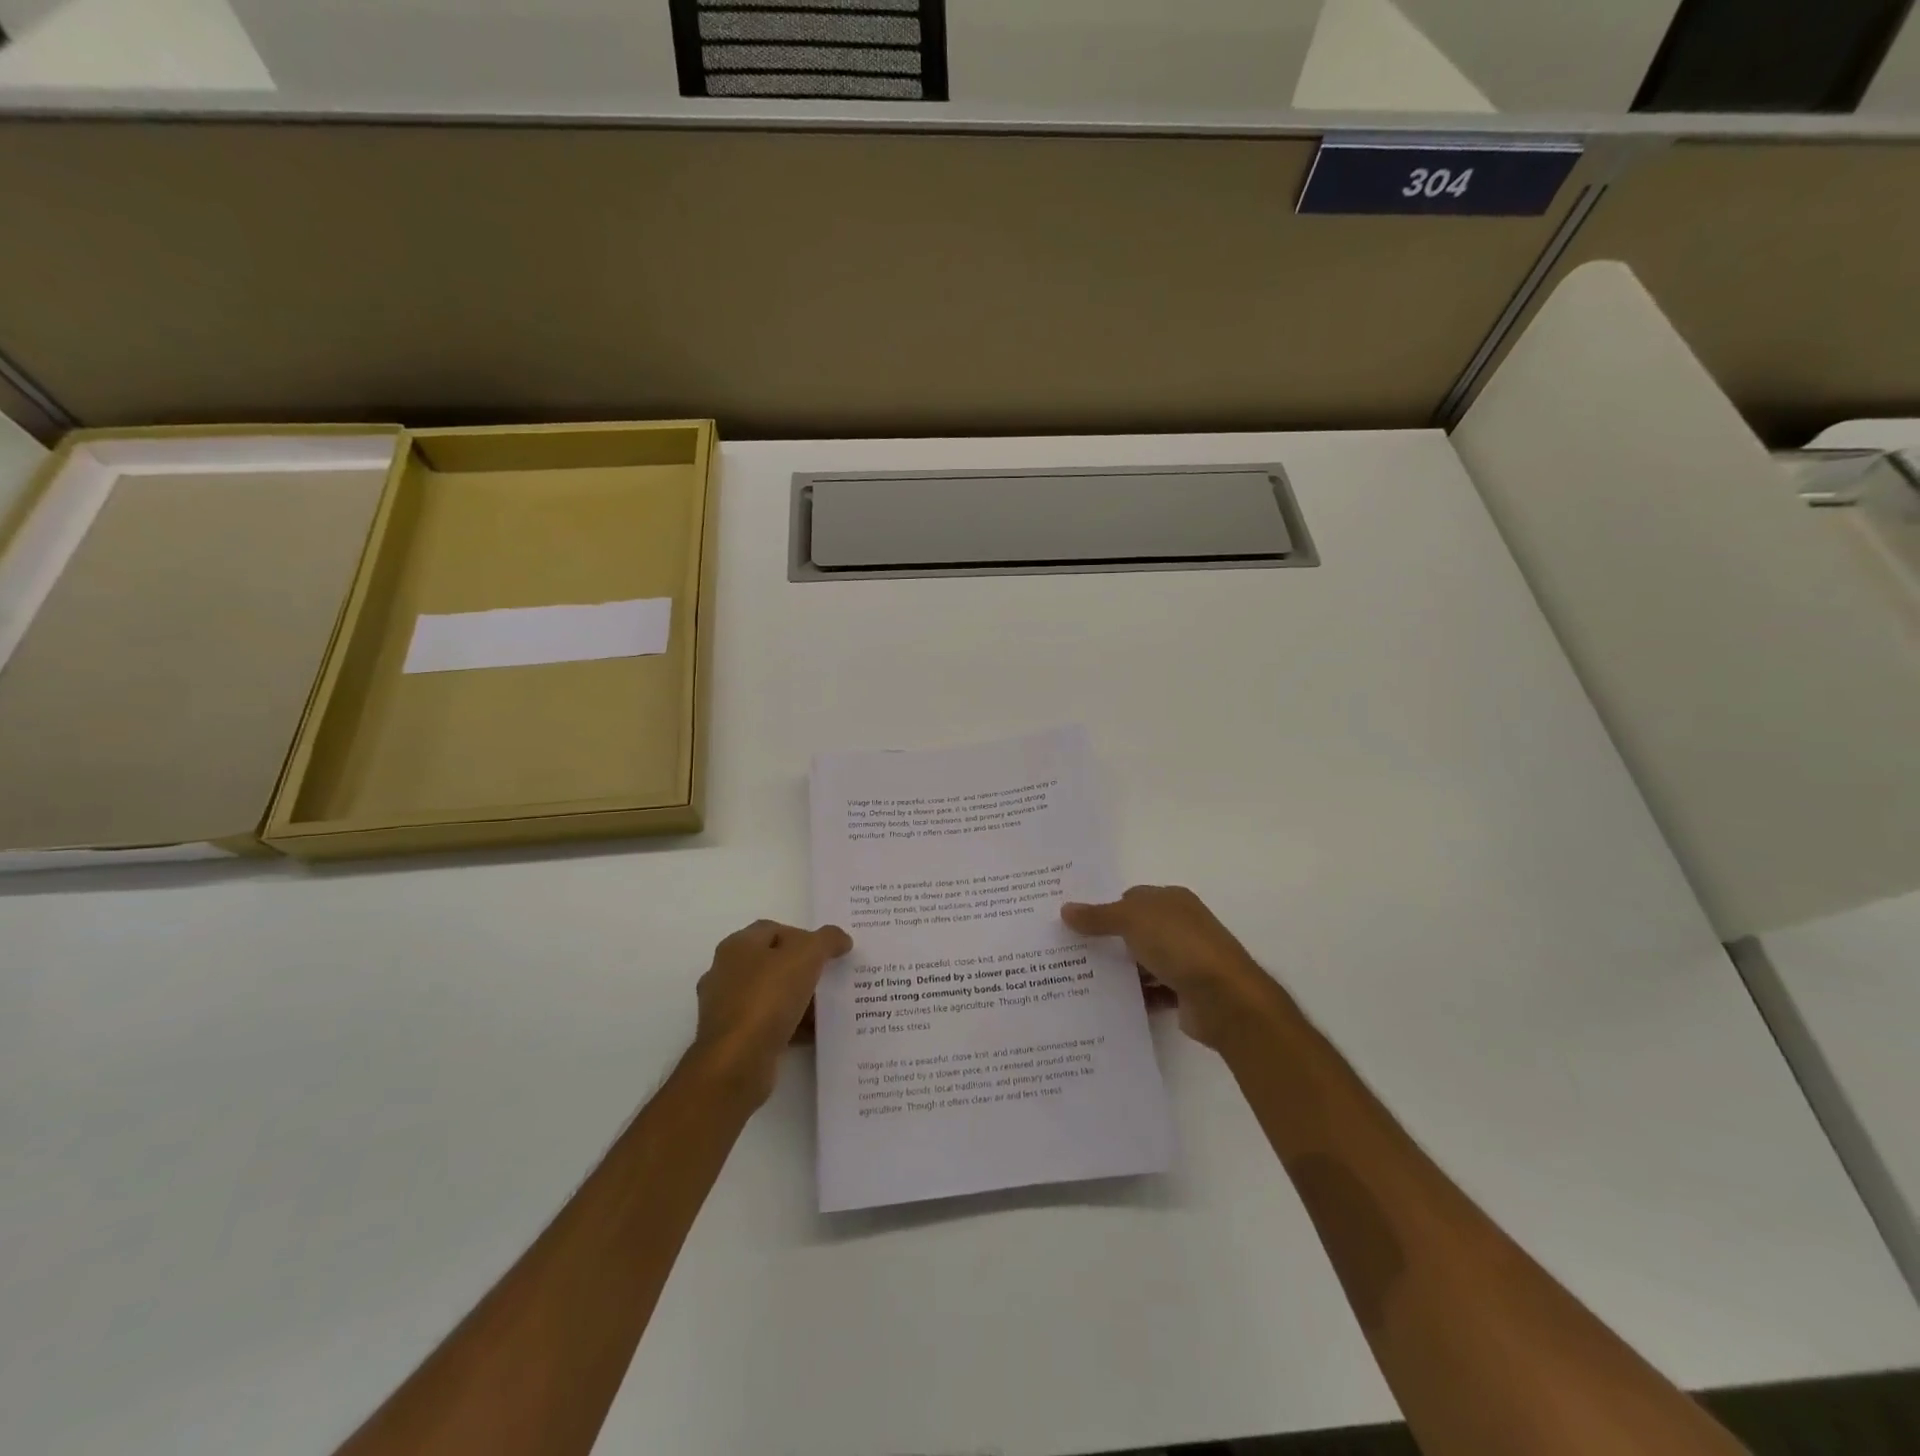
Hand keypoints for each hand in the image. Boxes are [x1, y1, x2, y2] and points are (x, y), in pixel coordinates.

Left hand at [692, 920, 851, 1105]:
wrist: (736, 1062)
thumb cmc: (767, 998)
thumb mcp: (806, 956)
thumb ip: (827, 940)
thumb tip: (840, 939)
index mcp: (737, 946)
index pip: (773, 929)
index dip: (803, 936)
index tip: (827, 953)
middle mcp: (725, 973)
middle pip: (771, 963)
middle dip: (802, 970)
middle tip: (829, 978)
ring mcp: (725, 1008)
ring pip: (770, 995)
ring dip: (797, 1000)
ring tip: (825, 1008)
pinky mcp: (731, 1039)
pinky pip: (766, 1024)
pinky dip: (789, 1026)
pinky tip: (812, 1034)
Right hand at [1062, 886, 1287, 1051]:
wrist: (1224, 998)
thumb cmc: (1179, 945)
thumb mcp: (1132, 920)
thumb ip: (1098, 916)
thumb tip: (1065, 909)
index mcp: (1172, 901)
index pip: (1132, 898)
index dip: (1105, 908)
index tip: (1074, 923)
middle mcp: (1180, 926)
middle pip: (1136, 930)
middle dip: (1108, 940)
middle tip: (1069, 951)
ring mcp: (1185, 960)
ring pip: (1143, 962)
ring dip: (1121, 970)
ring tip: (1080, 979)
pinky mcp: (1185, 992)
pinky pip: (1152, 991)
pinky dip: (1135, 996)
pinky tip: (1107, 1004)